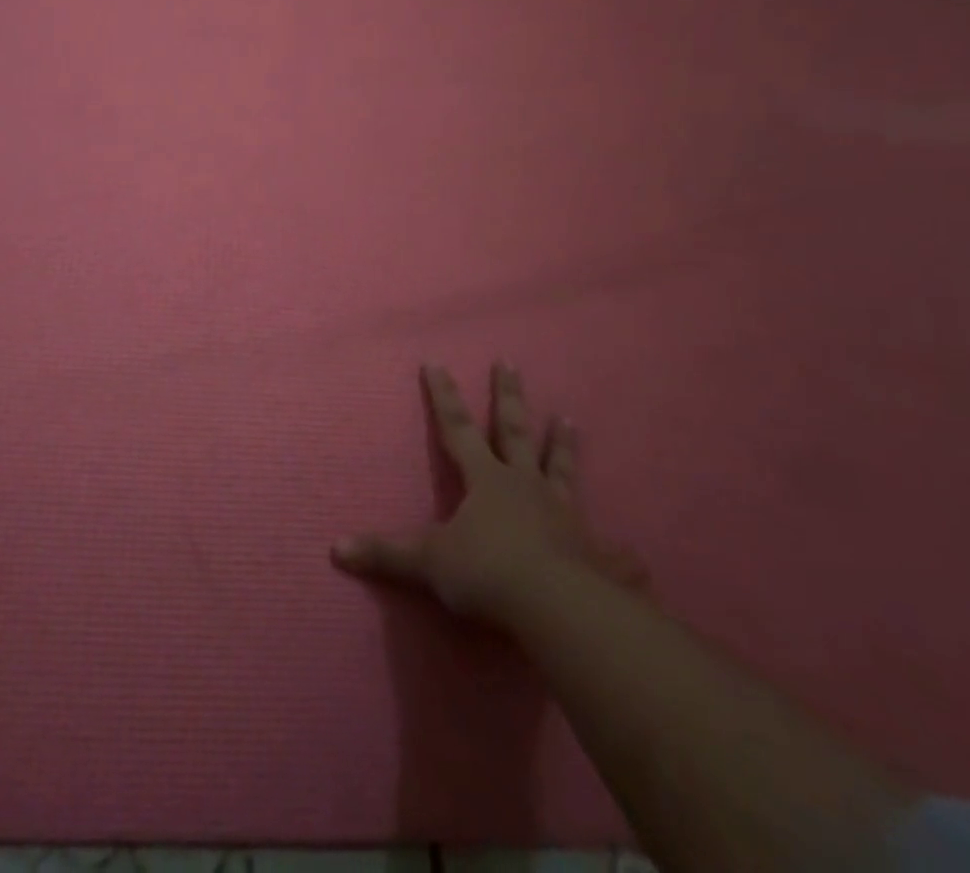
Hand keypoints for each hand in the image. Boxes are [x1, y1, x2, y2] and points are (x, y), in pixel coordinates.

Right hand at [333, 363, 645, 630]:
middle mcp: (525, 485)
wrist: (555, 607)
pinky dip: (619, 552)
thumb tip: (335, 549)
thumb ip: (386, 554)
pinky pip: (608, 549)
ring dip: (564, 444)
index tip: (436, 362)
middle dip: (508, 396)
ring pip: (561, 468)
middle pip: (514, 430)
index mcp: (486, 479)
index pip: (457, 427)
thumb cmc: (487, 572)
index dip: (443, 396)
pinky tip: (635, 554)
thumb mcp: (428, 562)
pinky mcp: (593, 552)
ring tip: (568, 418)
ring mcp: (563, 514)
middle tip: (509, 362)